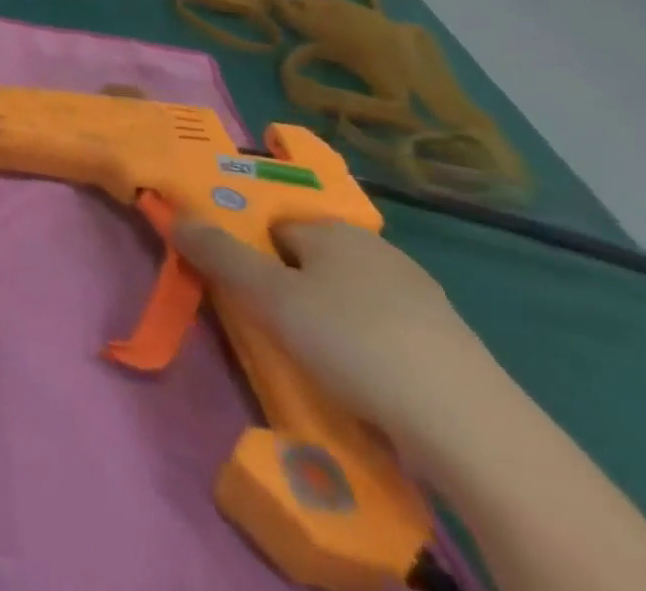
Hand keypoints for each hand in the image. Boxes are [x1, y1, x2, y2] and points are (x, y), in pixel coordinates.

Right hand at [172, 218, 504, 453]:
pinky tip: (363, 380)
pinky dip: (366, 346)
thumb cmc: (354, 343)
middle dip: (287, 285)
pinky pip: (385, 329)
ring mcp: (420, 296)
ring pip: (348, 295)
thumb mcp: (269, 297)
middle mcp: (376, 249)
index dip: (250, 253)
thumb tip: (172, 214)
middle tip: (273, 327)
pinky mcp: (448, 343)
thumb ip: (218, 254)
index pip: (271, 224)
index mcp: (333, 229)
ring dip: (326, 318)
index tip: (242, 292)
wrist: (473, 430)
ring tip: (316, 360)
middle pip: (309, 257)